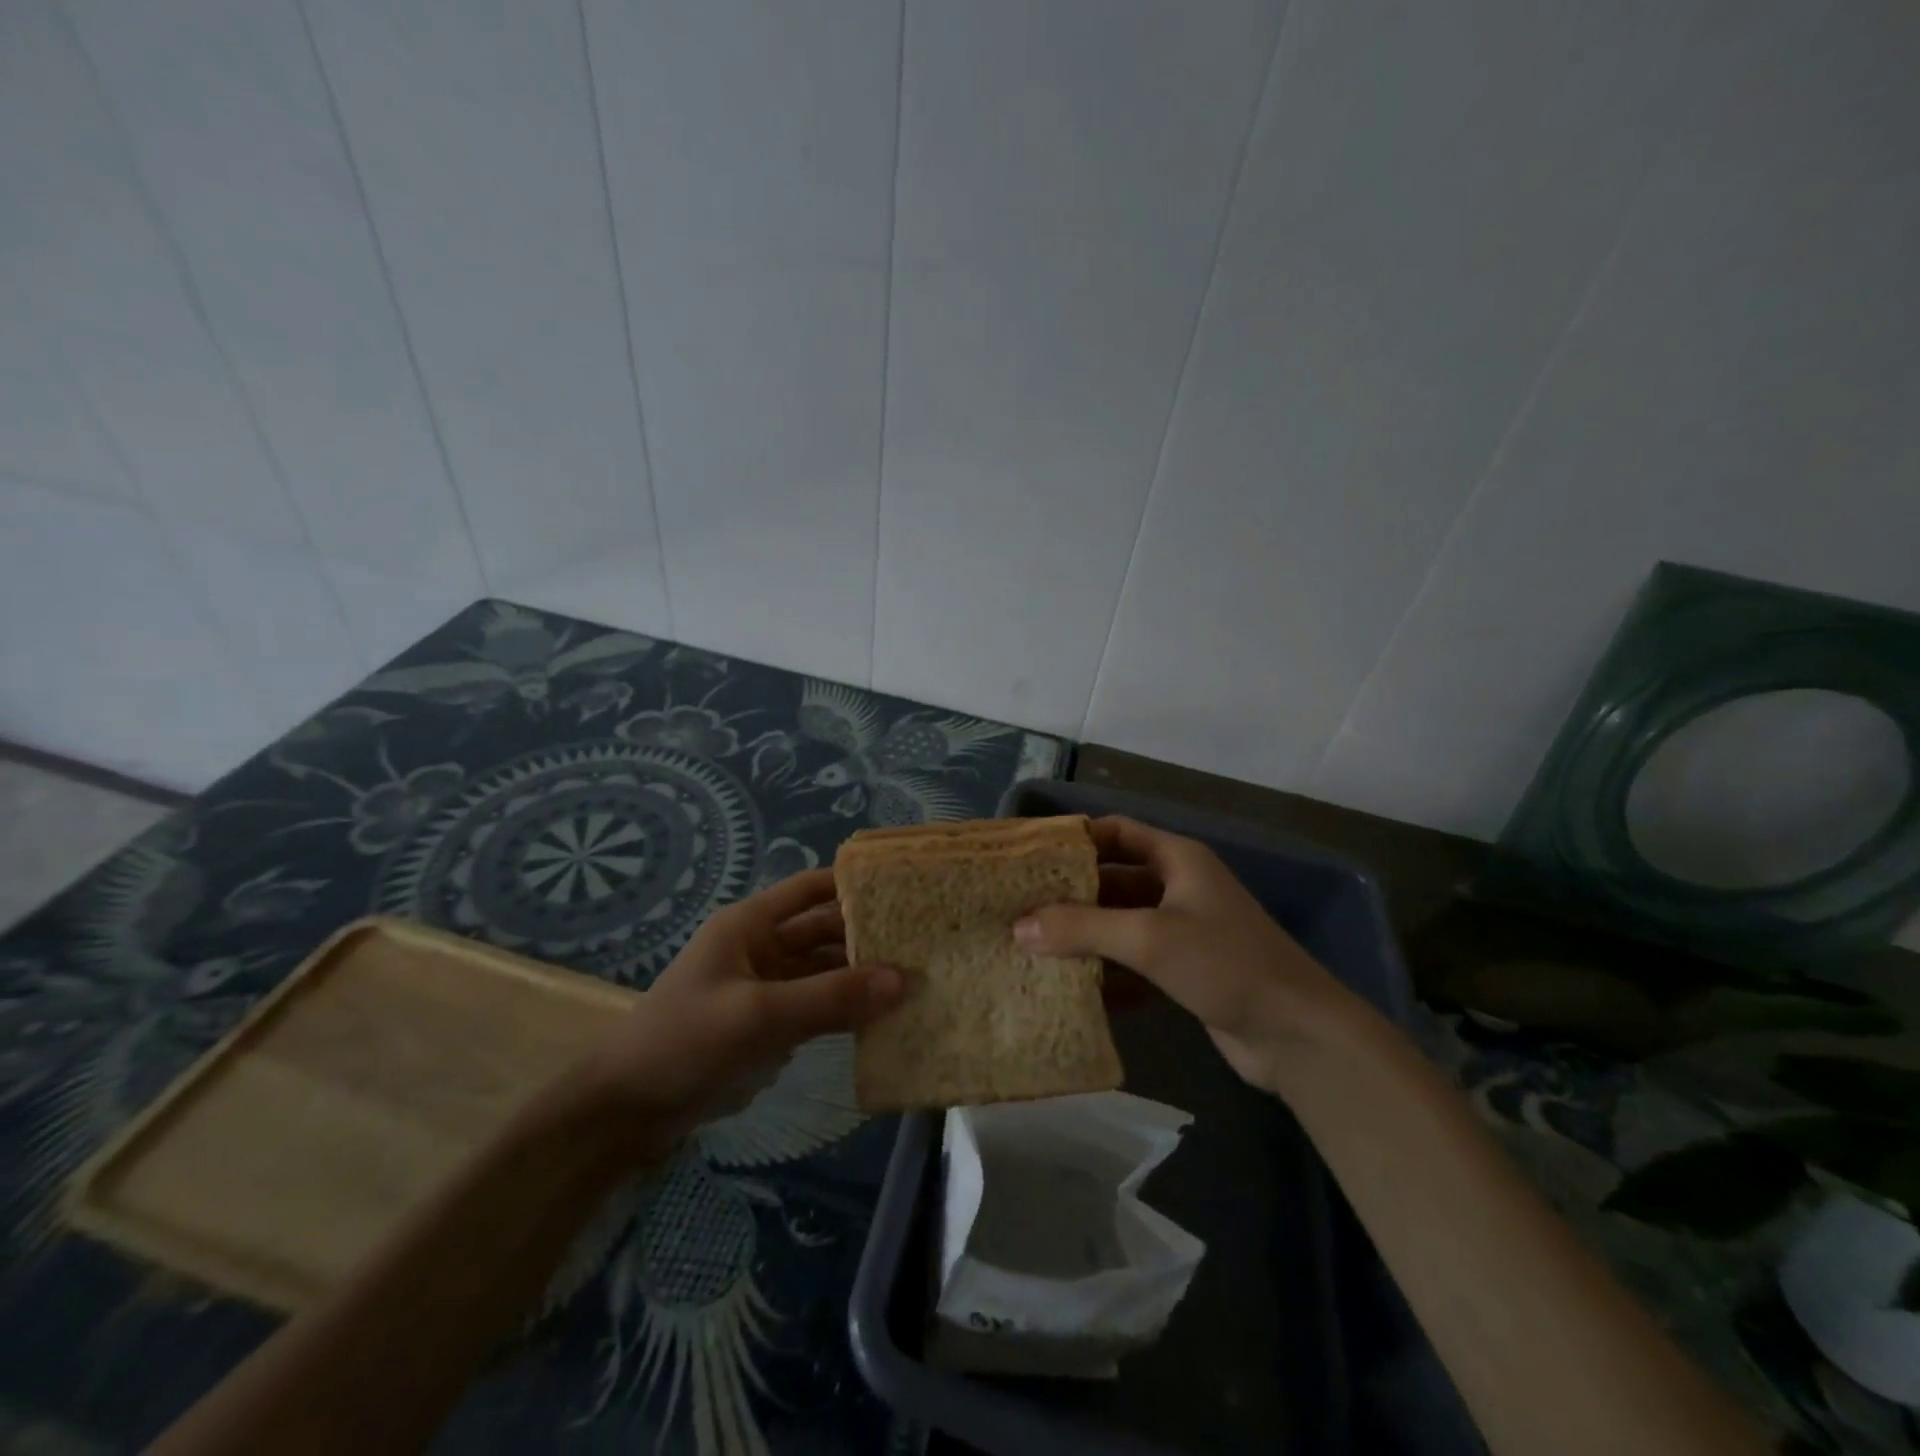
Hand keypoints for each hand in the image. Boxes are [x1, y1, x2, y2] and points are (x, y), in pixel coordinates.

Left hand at [574, 869, 899, 1161]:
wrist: (628, 1112)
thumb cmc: (686, 1042)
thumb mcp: (760, 1016)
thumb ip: (831, 998)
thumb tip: (903, 980)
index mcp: (752, 924)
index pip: (812, 888)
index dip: (854, 884)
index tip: (905, 887)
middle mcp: (764, 947)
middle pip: (825, 930)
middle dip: (869, 936)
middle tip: (926, 942)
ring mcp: (768, 988)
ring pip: (826, 971)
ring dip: (862, 976)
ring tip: (918, 979)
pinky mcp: (771, 1025)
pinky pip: (819, 1007)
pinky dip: (847, 1010)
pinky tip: (885, 1017)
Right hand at [1014, 816, 1352, 1093]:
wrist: (1297, 1035)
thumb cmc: (1225, 963)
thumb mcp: (1149, 938)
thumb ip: (1082, 928)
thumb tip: (1018, 926)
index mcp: (1177, 859)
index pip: (1117, 831)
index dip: (1076, 838)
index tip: (1032, 856)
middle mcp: (1178, 887)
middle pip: (1114, 879)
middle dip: (1071, 893)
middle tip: (1020, 907)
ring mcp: (1182, 930)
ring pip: (1121, 922)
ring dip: (1084, 934)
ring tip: (1033, 945)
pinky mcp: (1183, 970)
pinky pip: (1133, 960)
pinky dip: (1106, 969)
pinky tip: (1072, 985)